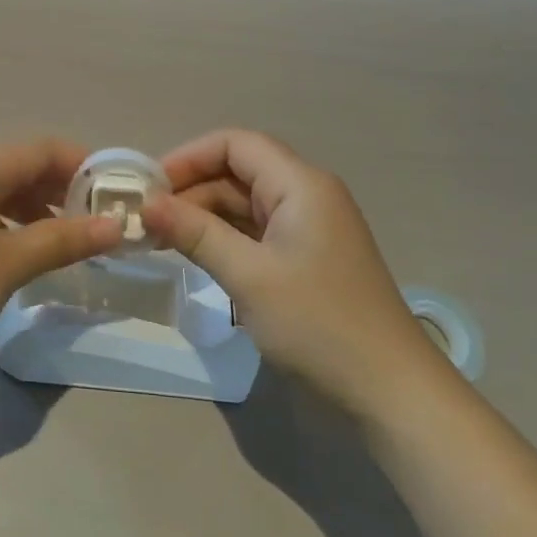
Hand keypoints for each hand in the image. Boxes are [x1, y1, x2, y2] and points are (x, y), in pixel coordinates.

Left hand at [0, 139, 121, 371]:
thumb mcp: (10, 262)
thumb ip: (65, 239)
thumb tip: (117, 227)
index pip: (43, 148)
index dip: (85, 165)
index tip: (119, 192)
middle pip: (22, 165)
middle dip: (63, 189)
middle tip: (99, 221)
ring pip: (1, 188)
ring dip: (38, 208)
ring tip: (69, 240)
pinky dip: (10, 222)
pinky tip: (25, 250)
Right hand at [142, 129, 442, 409]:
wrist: (391, 392)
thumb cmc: (318, 324)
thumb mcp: (248, 276)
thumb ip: (195, 233)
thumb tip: (147, 204)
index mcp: (300, 184)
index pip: (235, 144)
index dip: (188, 157)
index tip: (148, 186)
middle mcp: (306, 195)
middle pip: (238, 172)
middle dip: (190, 190)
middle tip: (145, 219)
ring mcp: (308, 229)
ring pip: (244, 204)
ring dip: (203, 216)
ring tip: (159, 239)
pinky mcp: (306, 259)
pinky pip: (256, 233)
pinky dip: (224, 239)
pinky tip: (195, 257)